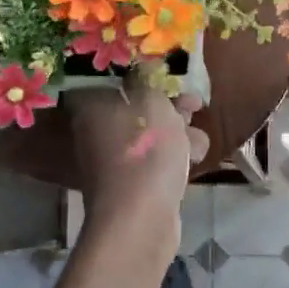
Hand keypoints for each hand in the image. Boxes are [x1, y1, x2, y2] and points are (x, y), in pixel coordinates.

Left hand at [66, 79, 208, 240]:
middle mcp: (96, 131)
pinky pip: (154, 161)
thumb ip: (149, 80)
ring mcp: (112, 161)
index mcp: (91, 106)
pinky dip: (173, 158)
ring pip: (150, 135)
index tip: (171, 77)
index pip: (115, 79)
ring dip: (178, 133)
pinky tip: (193, 159)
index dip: (146, 75)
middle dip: (170, 106)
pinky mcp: (130, 186)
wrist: (140, 218)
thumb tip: (142, 69)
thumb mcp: (152, 101)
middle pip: (136, 108)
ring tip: (197, 140)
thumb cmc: (144, 150)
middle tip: (195, 106)